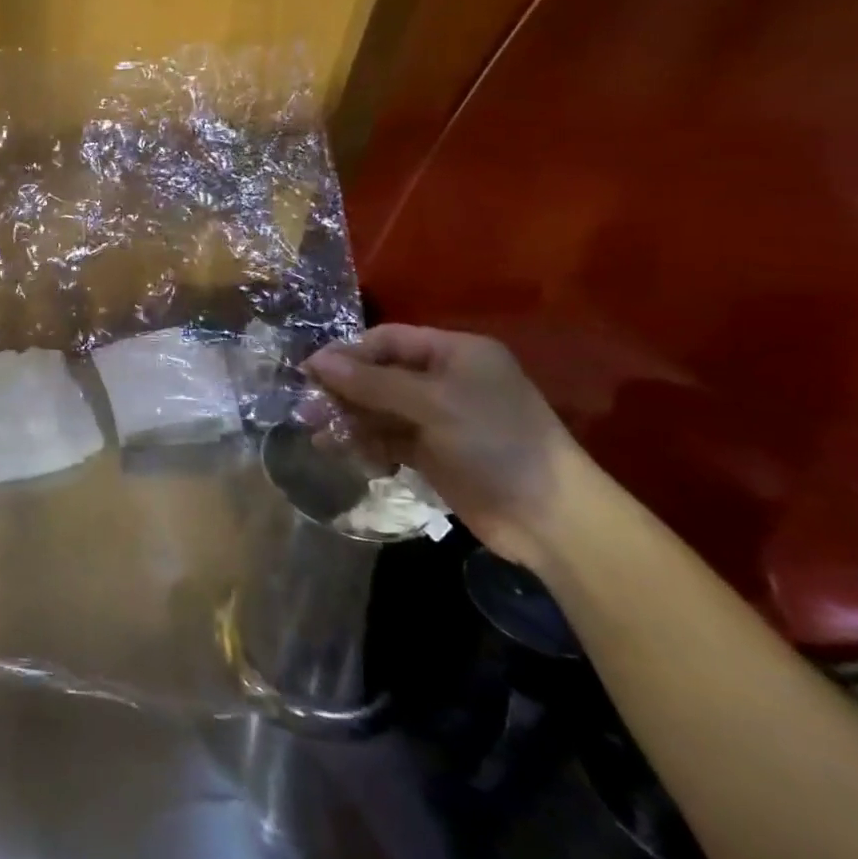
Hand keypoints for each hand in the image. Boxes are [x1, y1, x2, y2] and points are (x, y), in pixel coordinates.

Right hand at [303, 325, 601, 569]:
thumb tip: (315, 362)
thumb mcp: (431, 404)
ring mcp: (439, 417)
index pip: (387, 340)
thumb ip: (371, 382)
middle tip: (307, 410)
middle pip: (379, 374)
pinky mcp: (434, 452)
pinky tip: (349, 456)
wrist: (550, 518)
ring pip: (379, 409)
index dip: (348, 354)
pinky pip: (389, 438)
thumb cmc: (495, 442)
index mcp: (454, 353)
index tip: (310, 372)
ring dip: (350, 421)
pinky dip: (368, 445)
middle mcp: (445, 379)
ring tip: (321, 438)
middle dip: (344, 391)